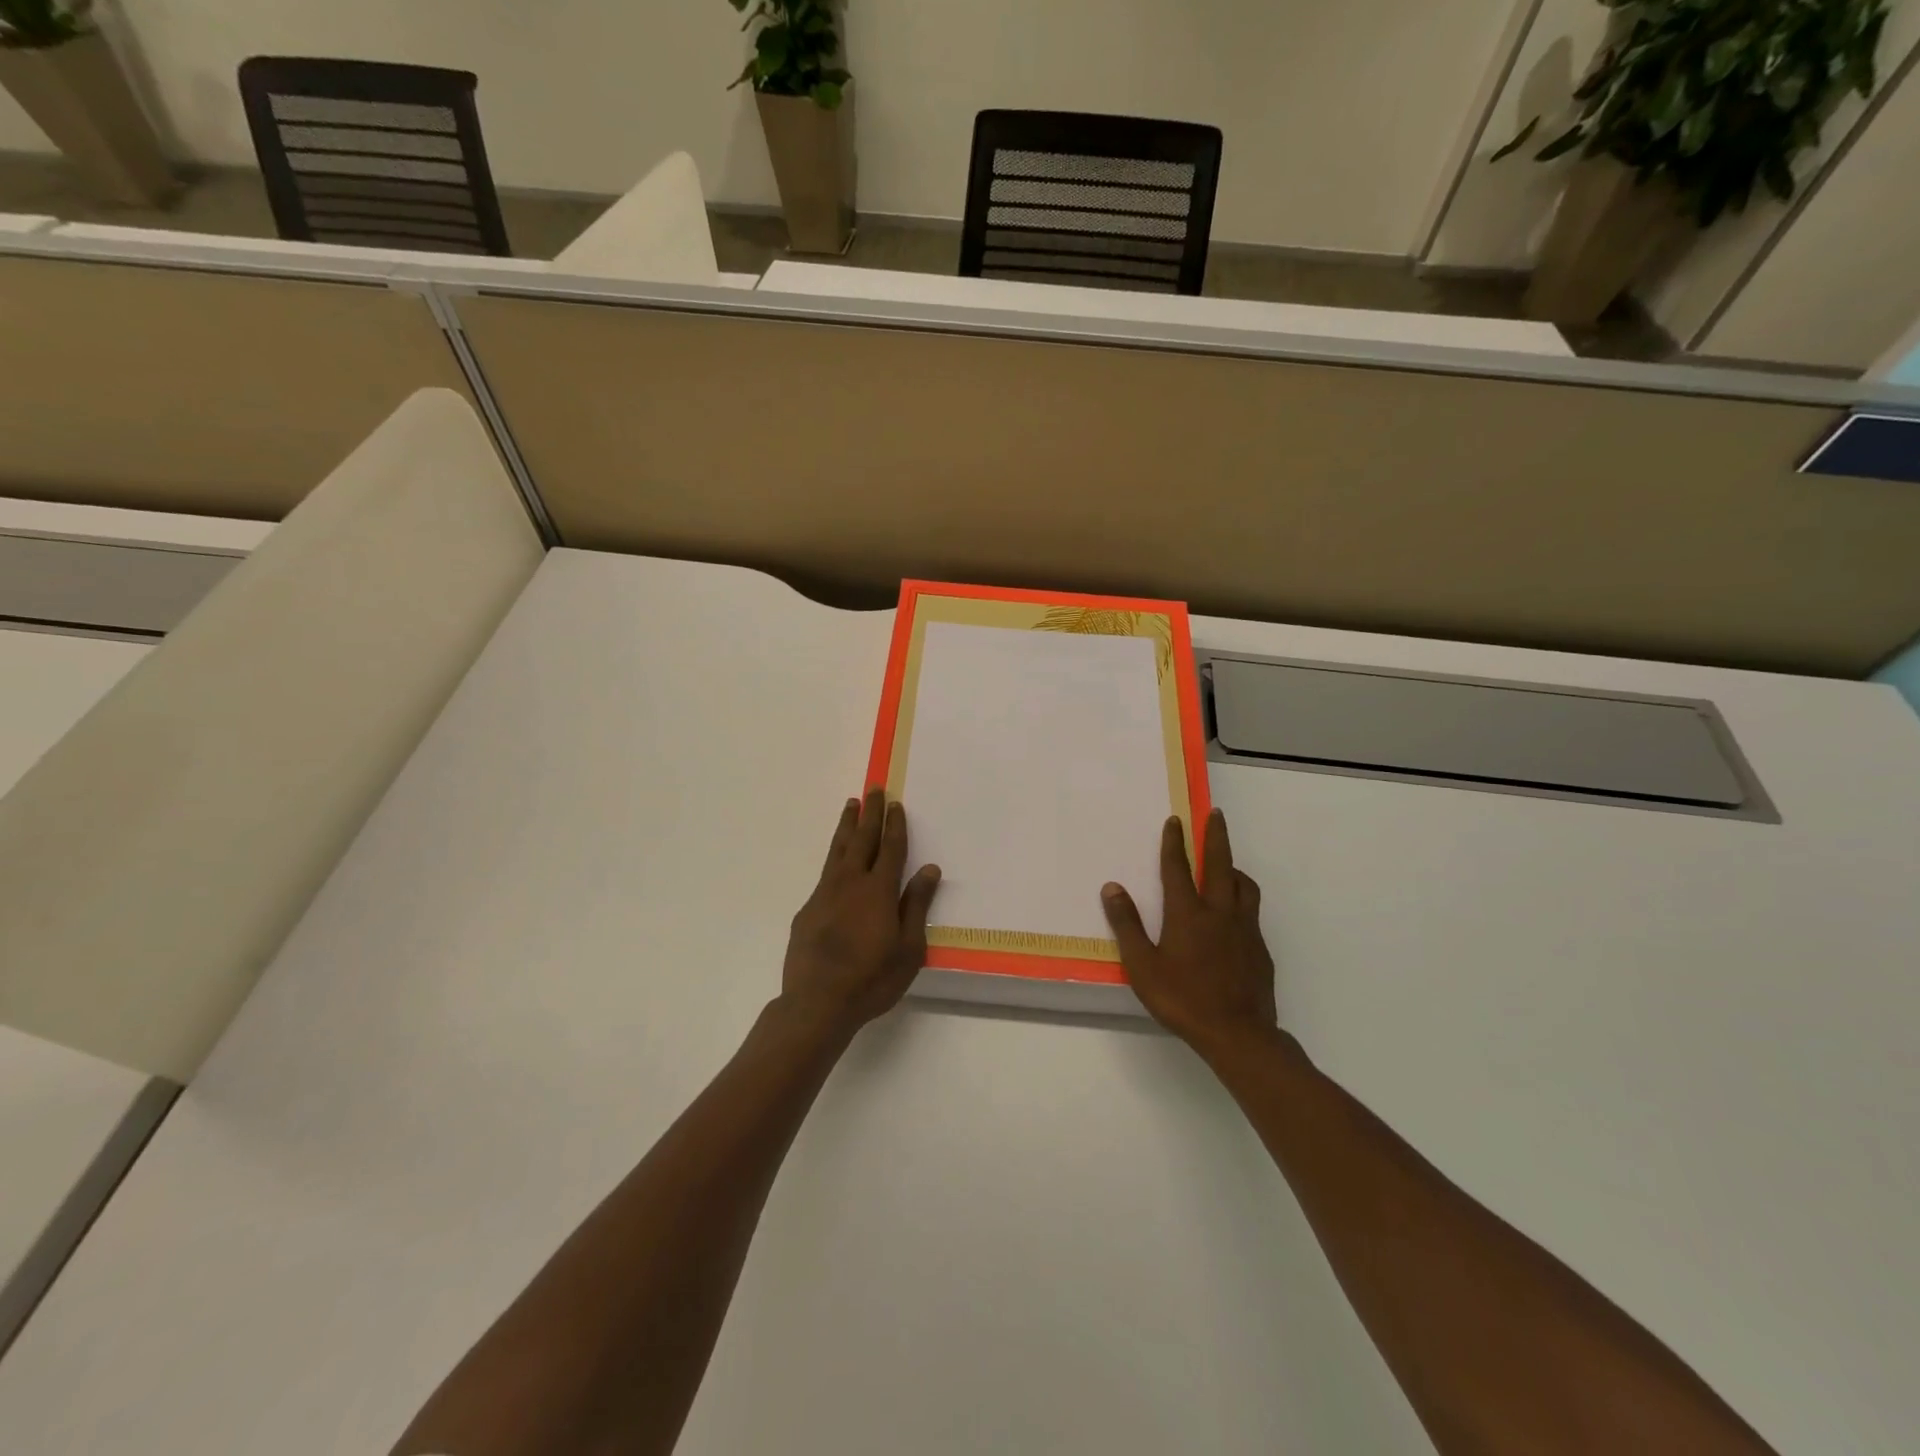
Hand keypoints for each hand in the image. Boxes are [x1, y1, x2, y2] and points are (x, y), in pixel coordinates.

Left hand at [781, 789, 940, 1038]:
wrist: (816, 1002)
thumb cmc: (872, 979)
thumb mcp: (908, 948)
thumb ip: (916, 905)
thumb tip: (929, 868)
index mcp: (878, 890)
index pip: (890, 849)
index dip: (894, 825)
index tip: (895, 804)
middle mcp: (850, 883)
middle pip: (862, 839)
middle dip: (869, 813)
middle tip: (872, 788)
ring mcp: (824, 894)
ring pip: (837, 850)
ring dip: (846, 826)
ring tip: (850, 805)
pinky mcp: (807, 909)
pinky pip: (824, 873)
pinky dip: (833, 856)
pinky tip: (835, 860)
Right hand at [1101, 809, 1276, 1053]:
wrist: (1238, 1033)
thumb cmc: (1182, 999)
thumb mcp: (1142, 965)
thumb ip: (1127, 925)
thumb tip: (1112, 888)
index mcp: (1187, 914)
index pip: (1178, 868)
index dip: (1174, 842)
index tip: (1176, 820)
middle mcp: (1219, 912)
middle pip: (1219, 864)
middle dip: (1216, 836)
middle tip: (1215, 814)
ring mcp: (1244, 929)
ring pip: (1243, 885)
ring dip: (1233, 868)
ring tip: (1226, 864)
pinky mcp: (1259, 948)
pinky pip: (1252, 911)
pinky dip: (1242, 899)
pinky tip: (1234, 915)